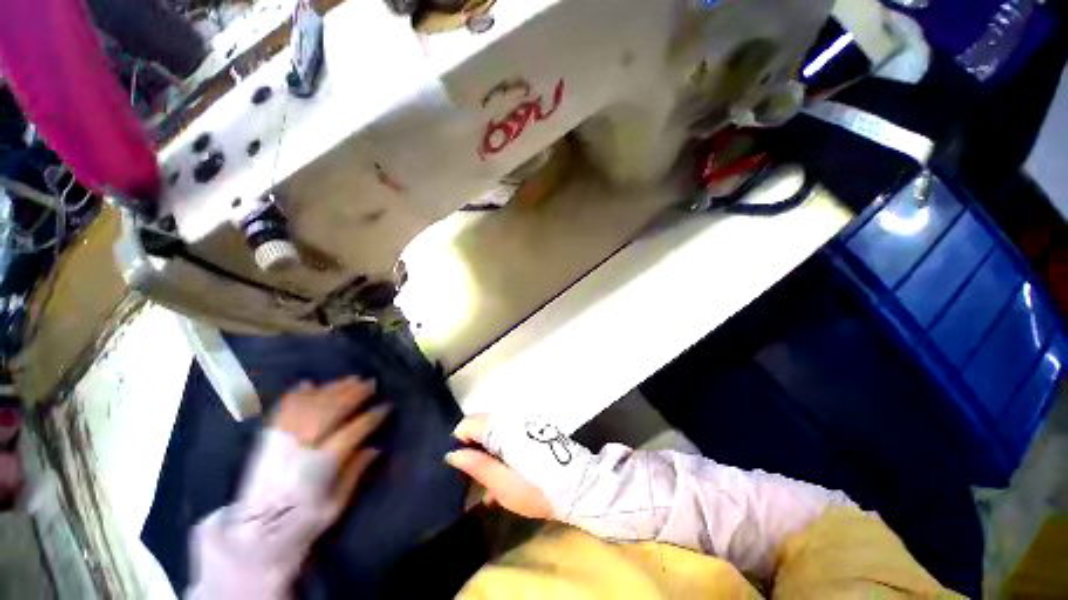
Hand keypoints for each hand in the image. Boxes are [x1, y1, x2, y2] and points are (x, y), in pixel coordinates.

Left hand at [271, 377, 389, 514]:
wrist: (254, 534)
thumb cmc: (301, 523)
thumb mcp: (335, 506)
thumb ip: (355, 474)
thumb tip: (376, 448)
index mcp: (320, 465)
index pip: (353, 431)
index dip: (372, 417)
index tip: (386, 407)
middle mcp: (301, 447)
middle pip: (332, 410)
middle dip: (355, 394)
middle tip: (372, 384)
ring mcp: (281, 441)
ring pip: (310, 405)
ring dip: (332, 389)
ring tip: (350, 380)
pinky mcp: (266, 440)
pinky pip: (282, 410)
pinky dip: (296, 395)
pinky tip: (310, 384)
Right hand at [445, 414, 552, 519]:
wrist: (578, 487)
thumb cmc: (538, 489)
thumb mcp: (503, 485)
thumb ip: (477, 466)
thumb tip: (452, 454)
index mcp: (503, 429)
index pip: (469, 423)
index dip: (459, 442)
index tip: (459, 466)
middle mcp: (512, 419)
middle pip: (481, 425)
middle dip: (472, 447)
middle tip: (470, 476)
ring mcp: (523, 422)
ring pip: (494, 431)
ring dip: (487, 451)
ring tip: (487, 482)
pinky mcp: (532, 429)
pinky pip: (508, 433)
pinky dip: (501, 449)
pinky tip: (503, 475)